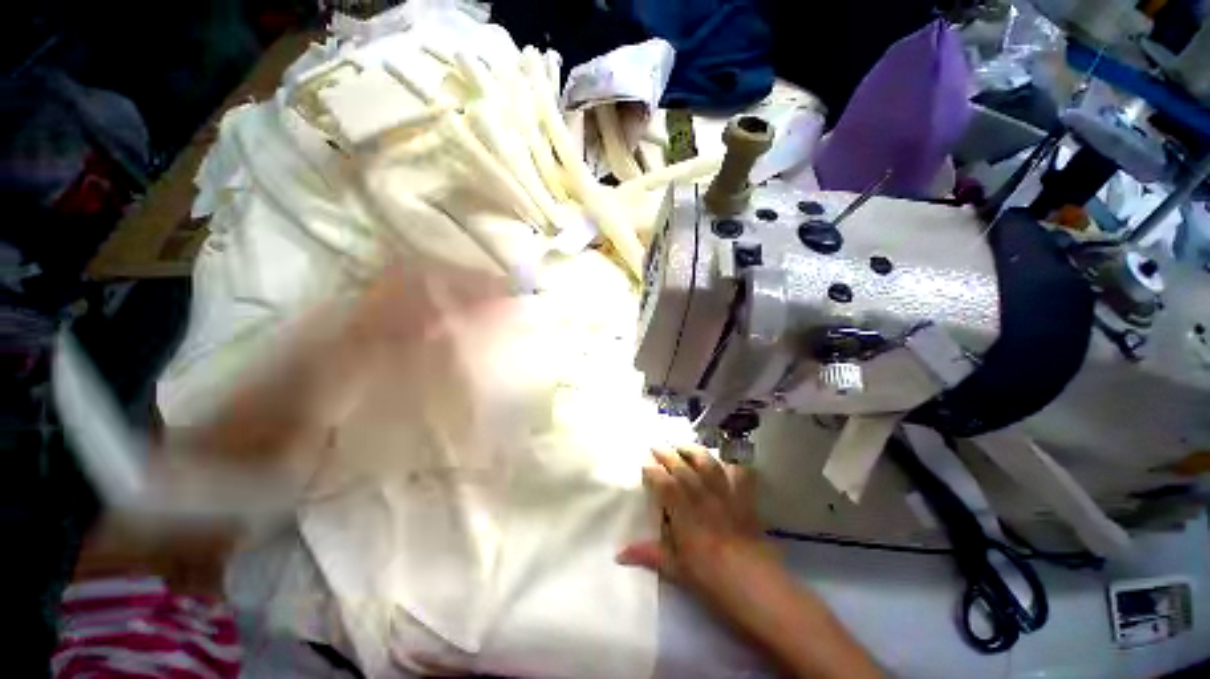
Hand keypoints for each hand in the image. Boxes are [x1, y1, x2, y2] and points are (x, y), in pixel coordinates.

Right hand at [617, 447, 882, 678]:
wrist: (756, 586)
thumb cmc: (711, 580)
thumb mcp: (677, 570)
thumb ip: (649, 555)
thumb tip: (619, 554)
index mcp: (684, 513)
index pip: (664, 483)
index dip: (653, 471)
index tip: (645, 464)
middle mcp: (703, 497)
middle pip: (683, 468)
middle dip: (667, 454)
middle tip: (657, 445)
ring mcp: (726, 496)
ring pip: (709, 465)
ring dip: (694, 452)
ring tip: (684, 446)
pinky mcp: (745, 501)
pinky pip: (740, 476)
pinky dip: (733, 467)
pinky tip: (727, 464)